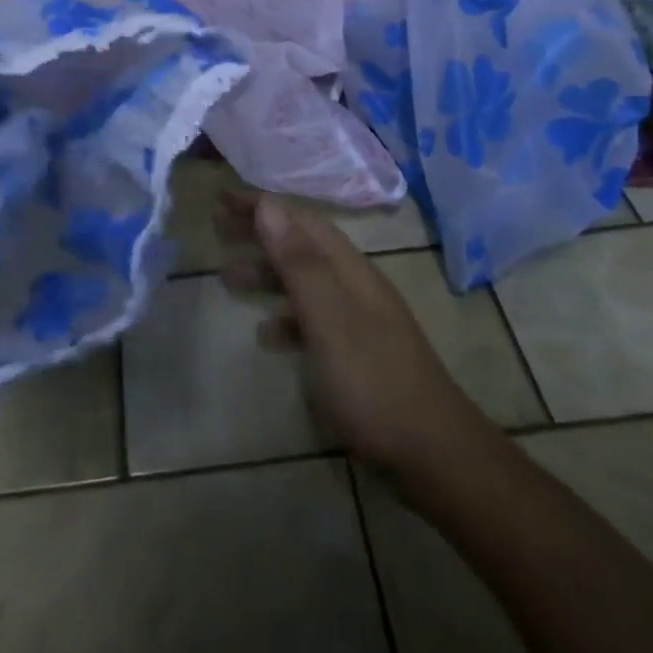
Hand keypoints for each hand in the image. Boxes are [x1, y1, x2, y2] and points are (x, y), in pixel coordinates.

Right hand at [217, 191, 482, 477]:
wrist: (434, 454)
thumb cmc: (373, 383)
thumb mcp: (330, 321)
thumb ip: (299, 264)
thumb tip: (268, 205)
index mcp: (349, 269)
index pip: (300, 220)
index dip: (261, 205)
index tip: (222, 198)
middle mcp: (355, 284)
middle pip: (302, 244)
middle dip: (260, 232)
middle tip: (218, 229)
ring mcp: (359, 319)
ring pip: (305, 280)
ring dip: (267, 273)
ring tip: (228, 279)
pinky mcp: (358, 352)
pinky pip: (312, 318)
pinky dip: (285, 317)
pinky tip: (266, 335)